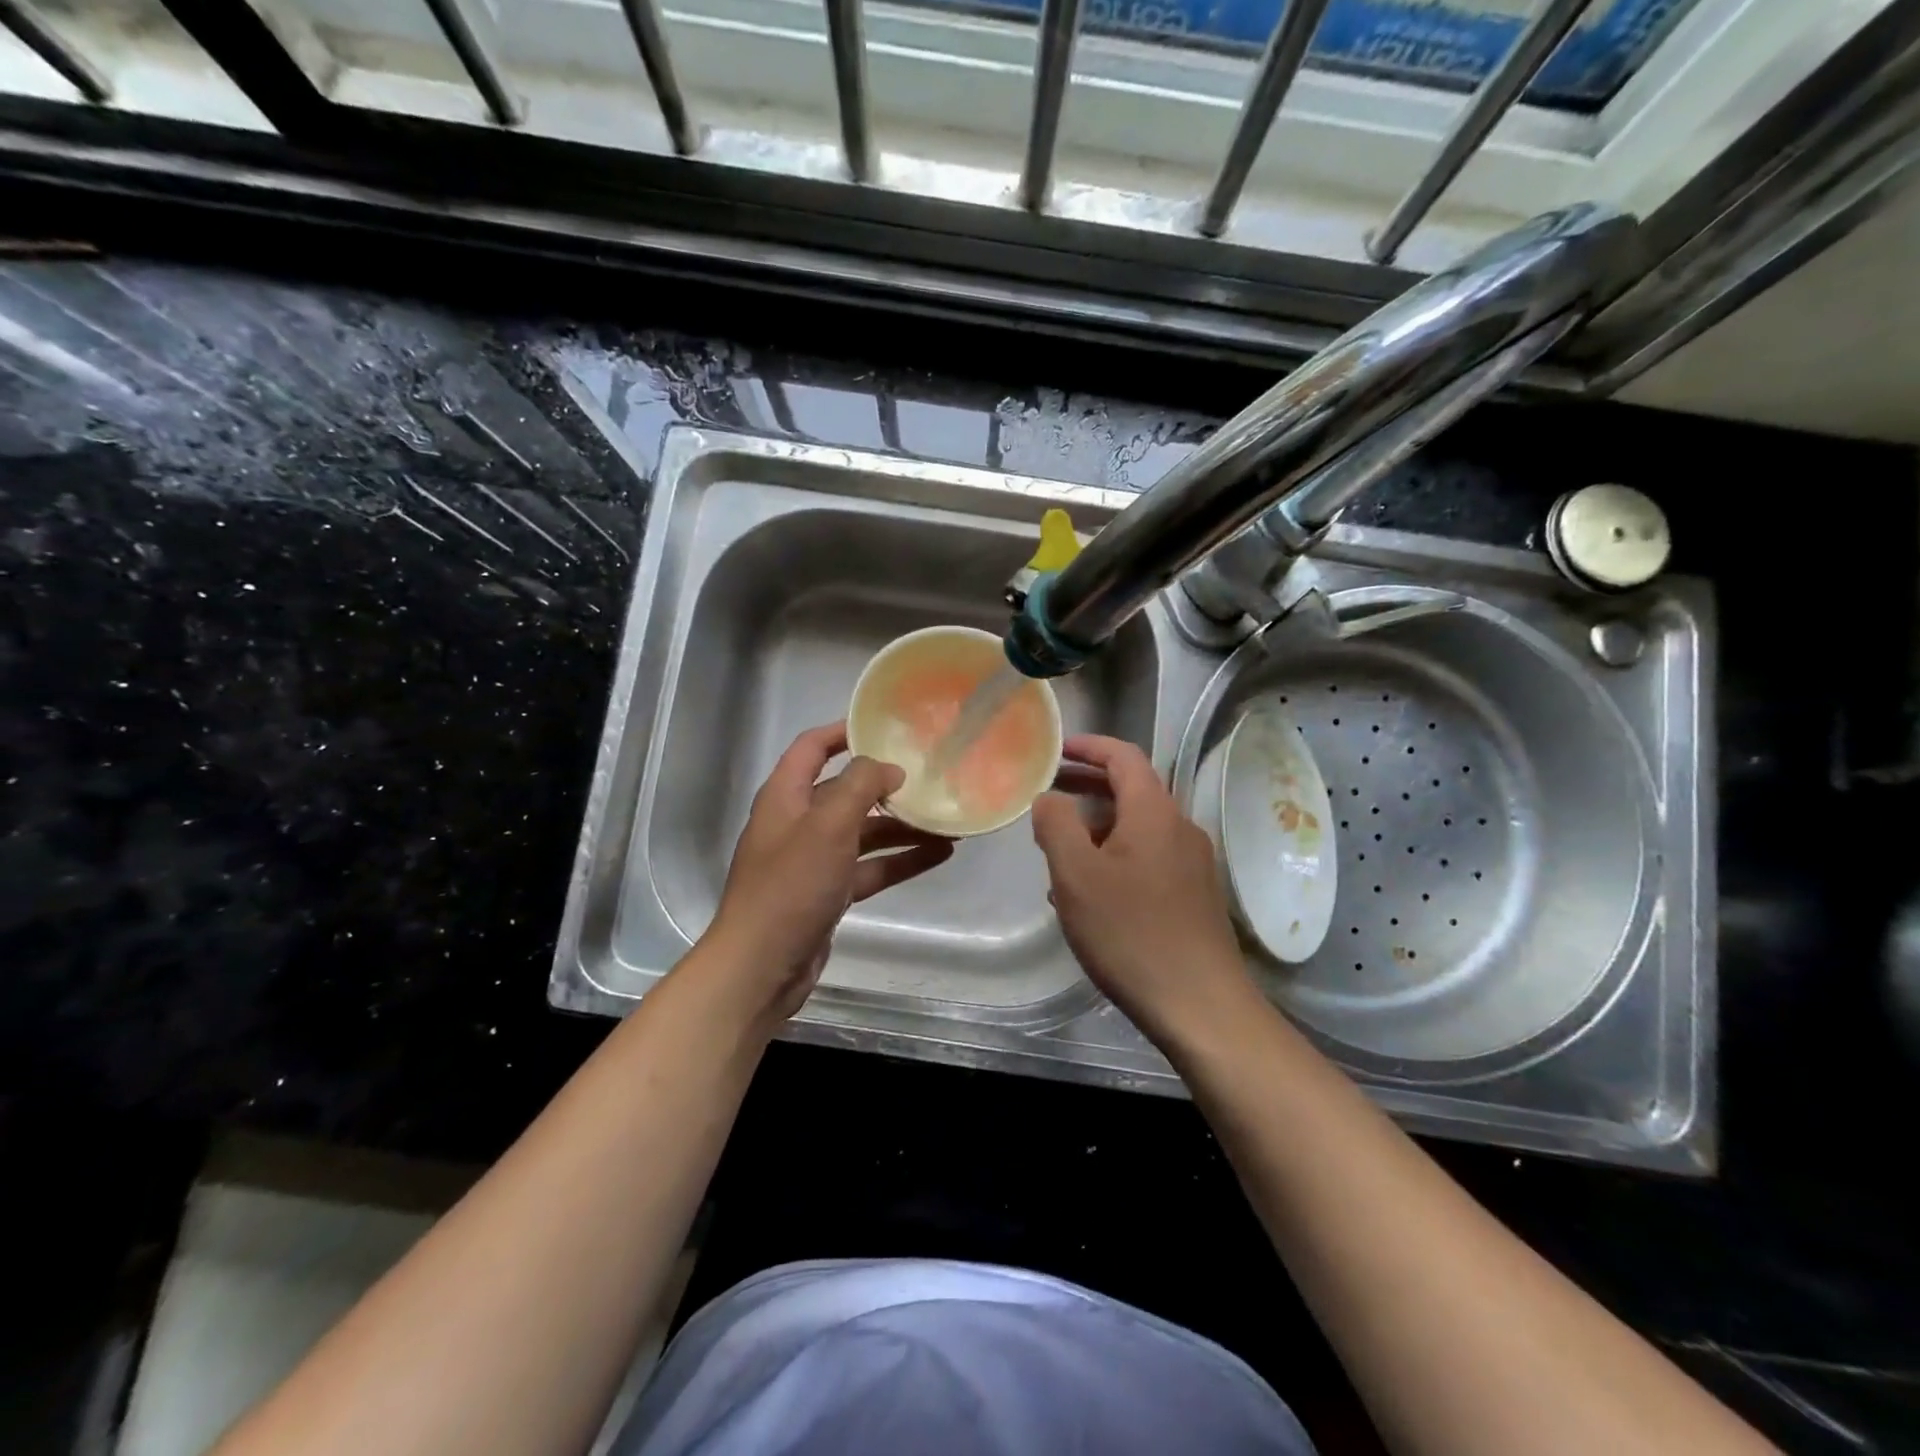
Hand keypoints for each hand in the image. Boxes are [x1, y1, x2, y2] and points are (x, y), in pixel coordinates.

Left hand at [702, 722, 953, 1023]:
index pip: (812, 748)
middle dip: (887, 786)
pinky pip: (869, 867)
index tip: (884, 725)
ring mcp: (814, 860)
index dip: (843, 731)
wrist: (761, 967)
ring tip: (948, 822)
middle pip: (846, 792)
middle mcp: (798, 823)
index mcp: (786, 796)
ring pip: (864, 833)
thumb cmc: (790, 886)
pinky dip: (900, 861)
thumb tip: (889, 768)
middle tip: (931, 778)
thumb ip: (860, 786)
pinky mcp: (828, 893)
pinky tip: (939, 856)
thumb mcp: (828, 825)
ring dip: (902, 827)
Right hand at [1032, 734, 1255, 1045]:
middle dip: (1088, 786)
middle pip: (1132, 790)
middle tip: (1048, 794)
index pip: (1123, 757)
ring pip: (1138, 827)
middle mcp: (1180, 828)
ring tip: (1057, 847)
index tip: (1056, 750)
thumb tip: (1050, 797)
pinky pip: (1148, 858)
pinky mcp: (1194, 895)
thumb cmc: (1131, 933)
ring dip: (1097, 826)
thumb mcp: (1076, 875)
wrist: (1200, 1006)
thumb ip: (1056, 825)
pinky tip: (1088, 890)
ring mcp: (1192, 863)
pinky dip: (1114, 855)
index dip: (1089, 747)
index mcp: (1154, 813)